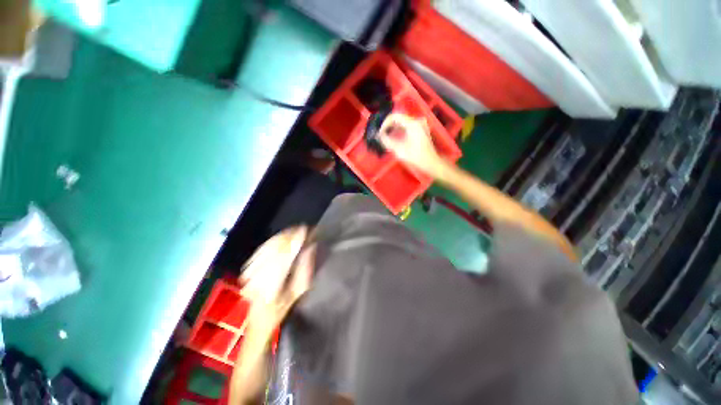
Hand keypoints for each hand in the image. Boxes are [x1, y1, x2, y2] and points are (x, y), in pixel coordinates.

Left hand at [239, 226, 315, 328]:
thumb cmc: (282, 309)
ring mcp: (249, 274)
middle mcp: (257, 279)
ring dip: (281, 236)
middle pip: (274, 249)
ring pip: (267, 247)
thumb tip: (310, 247)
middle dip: (289, 236)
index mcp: (271, 288)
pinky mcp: (246, 270)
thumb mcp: (298, 292)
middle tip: (301, 228)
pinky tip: (280, 237)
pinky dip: (272, 241)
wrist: (258, 321)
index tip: (304, 230)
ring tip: (293, 230)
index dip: (294, 241)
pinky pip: (260, 250)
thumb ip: (305, 268)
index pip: (284, 257)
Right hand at [379, 113, 446, 177]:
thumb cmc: (417, 157)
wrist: (431, 162)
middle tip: (382, 135)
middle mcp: (417, 121)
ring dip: (394, 129)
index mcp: (412, 124)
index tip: (380, 132)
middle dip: (389, 126)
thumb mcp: (400, 150)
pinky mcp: (421, 129)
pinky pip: (407, 126)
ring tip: (387, 138)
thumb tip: (380, 136)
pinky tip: (396, 139)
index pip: (394, 116)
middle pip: (398, 118)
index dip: (385, 123)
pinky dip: (400, 131)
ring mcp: (420, 125)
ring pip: (402, 122)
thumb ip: (388, 142)